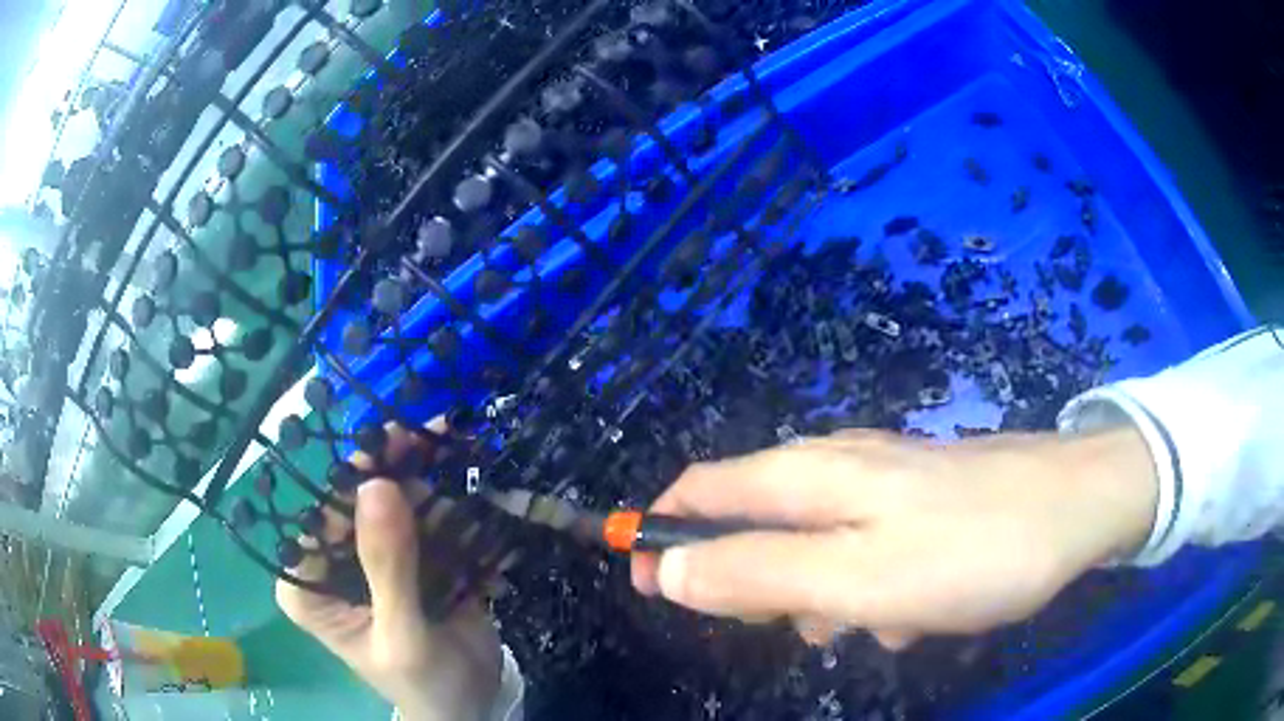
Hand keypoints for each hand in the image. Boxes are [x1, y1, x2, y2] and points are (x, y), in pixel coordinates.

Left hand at [277, 427, 501, 720]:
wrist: (471, 707)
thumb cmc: (423, 684)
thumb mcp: (402, 635)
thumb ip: (387, 566)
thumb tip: (376, 482)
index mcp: (309, 586)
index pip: (320, 517)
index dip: (353, 478)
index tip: (393, 442)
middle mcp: (334, 563)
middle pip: (360, 501)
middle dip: (399, 468)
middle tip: (440, 431)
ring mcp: (375, 557)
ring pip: (397, 504)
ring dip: (433, 478)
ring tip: (464, 446)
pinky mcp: (411, 560)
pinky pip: (427, 521)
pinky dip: (454, 503)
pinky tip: (477, 482)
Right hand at [632, 428, 1156, 648]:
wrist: (1076, 507)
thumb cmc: (969, 549)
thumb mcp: (856, 578)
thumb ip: (758, 573)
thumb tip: (670, 570)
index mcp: (809, 475)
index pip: (702, 490)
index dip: (664, 534)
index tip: (652, 589)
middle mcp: (837, 467)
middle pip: (756, 522)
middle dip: (761, 584)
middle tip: (803, 626)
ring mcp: (883, 482)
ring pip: (816, 548)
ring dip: (825, 597)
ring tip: (876, 626)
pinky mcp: (919, 501)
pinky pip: (867, 551)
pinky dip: (872, 588)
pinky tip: (914, 611)